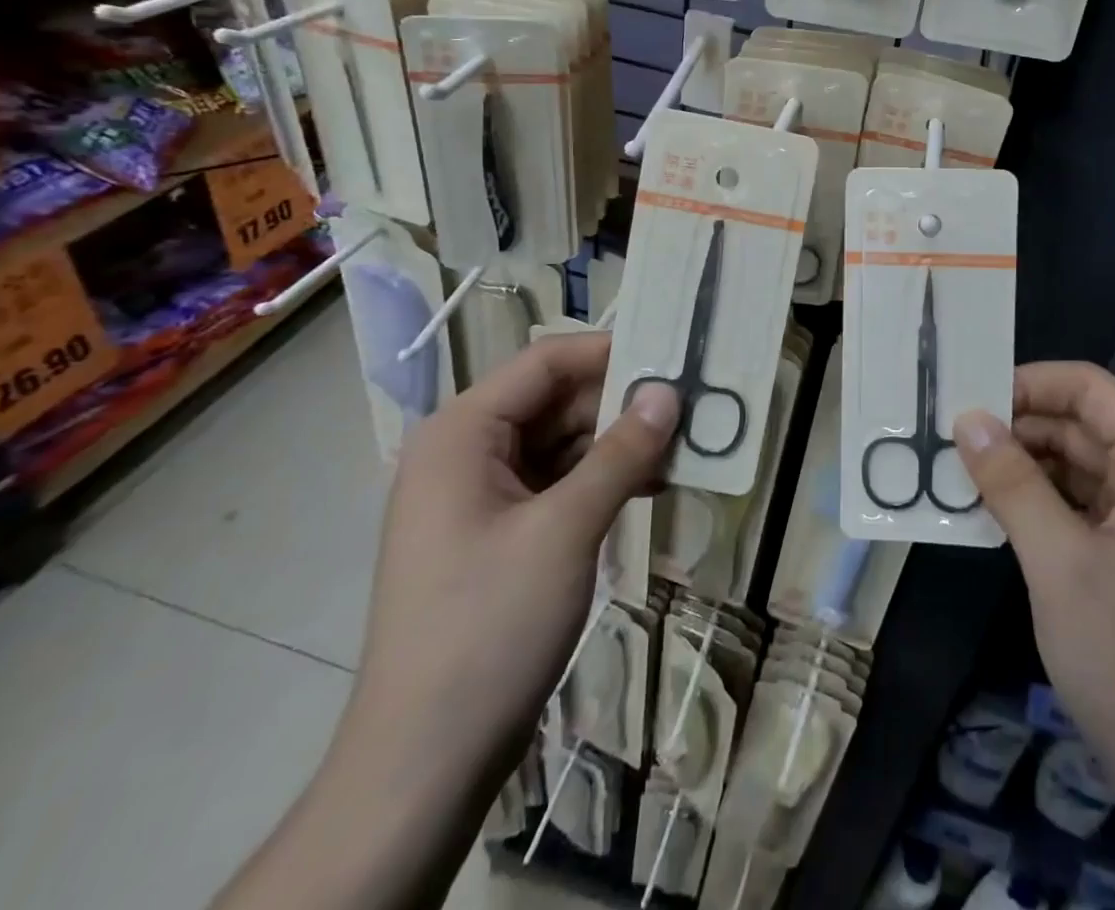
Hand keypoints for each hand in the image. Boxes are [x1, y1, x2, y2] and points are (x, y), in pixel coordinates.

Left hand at [347, 333, 680, 781]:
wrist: (424, 763)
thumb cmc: (489, 627)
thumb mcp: (565, 531)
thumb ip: (621, 454)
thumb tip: (668, 392)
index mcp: (461, 433)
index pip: (544, 363)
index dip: (609, 352)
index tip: (672, 357)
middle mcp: (465, 452)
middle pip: (554, 402)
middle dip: (620, 404)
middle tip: (690, 409)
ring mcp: (479, 496)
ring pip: (559, 444)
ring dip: (617, 445)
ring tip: (681, 451)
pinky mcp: (497, 534)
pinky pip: (555, 484)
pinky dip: (599, 481)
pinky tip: (649, 489)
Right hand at [953, 362, 1114, 909]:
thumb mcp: (1061, 565)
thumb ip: (1011, 482)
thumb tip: (966, 418)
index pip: (1089, 388)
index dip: (1027, 383)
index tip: (965, 398)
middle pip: (1084, 425)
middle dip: (1018, 428)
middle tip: (947, 437)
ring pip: (1082, 466)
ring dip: (1025, 468)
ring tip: (958, 471)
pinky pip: (1089, 507)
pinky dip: (1043, 504)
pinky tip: (995, 513)